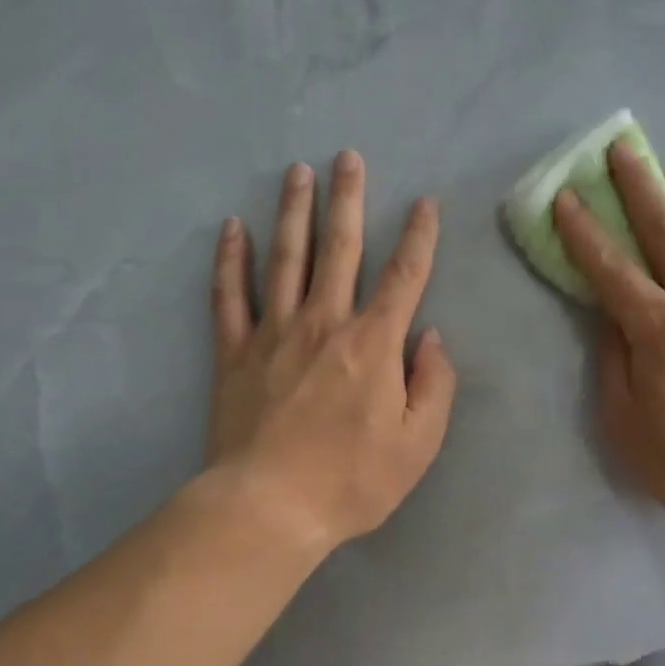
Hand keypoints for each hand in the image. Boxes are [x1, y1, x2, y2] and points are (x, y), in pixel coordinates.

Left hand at [207, 151, 456, 552]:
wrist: (268, 508)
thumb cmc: (351, 480)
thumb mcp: (418, 444)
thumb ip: (435, 384)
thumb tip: (432, 338)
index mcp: (374, 343)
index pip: (404, 276)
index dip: (419, 237)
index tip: (425, 203)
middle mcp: (325, 322)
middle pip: (340, 248)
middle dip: (348, 199)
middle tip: (347, 157)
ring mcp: (274, 332)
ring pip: (286, 257)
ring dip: (294, 211)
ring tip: (297, 172)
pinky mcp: (235, 352)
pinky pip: (230, 295)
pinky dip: (230, 260)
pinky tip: (232, 227)